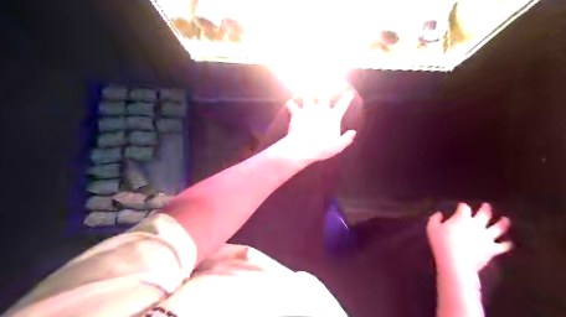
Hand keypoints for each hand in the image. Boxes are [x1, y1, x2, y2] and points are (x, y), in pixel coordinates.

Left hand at [283, 91, 356, 160]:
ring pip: (308, 96)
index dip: (347, 98)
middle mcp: (321, 110)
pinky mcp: (297, 114)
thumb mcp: (337, 146)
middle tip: (325, 86)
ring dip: (308, 94)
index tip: (350, 93)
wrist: (303, 148)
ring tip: (307, 91)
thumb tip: (353, 132)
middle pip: (324, 95)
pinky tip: (290, 103)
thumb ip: (347, 139)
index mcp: (332, 117)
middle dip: (325, 91)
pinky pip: (292, 105)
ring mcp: (308, 110)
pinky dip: (291, 104)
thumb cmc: (321, 148)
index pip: (342, 105)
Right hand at [429, 203, 513, 274]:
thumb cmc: (441, 242)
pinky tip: (509, 243)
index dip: (463, 206)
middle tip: (487, 205)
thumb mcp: (432, 228)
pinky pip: (502, 246)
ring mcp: (486, 237)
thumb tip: (439, 214)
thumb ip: (435, 219)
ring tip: (506, 220)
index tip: (461, 206)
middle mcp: (476, 225)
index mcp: (462, 218)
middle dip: (485, 209)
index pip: (464, 208)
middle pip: (484, 214)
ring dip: (503, 223)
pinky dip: (506, 244)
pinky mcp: (491, 249)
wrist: (455, 261)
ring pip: (498, 228)